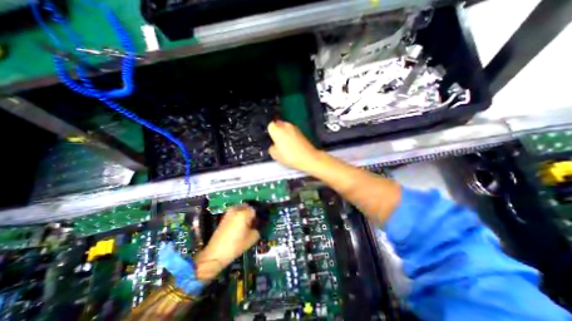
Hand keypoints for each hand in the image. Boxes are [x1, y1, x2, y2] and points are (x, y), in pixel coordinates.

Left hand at [196, 205, 260, 280]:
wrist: (216, 253)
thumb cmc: (236, 245)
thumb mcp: (252, 239)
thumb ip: (257, 230)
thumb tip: (255, 226)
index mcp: (244, 214)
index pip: (254, 210)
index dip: (256, 216)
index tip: (256, 223)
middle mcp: (236, 210)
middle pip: (246, 206)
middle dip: (249, 212)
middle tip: (251, 222)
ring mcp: (228, 213)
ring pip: (239, 208)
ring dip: (243, 213)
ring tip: (244, 224)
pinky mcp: (223, 218)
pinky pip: (233, 213)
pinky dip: (237, 216)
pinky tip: (237, 226)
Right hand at [268, 120, 320, 171]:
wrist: (308, 158)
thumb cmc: (291, 156)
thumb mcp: (275, 155)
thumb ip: (271, 148)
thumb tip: (273, 146)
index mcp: (277, 129)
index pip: (269, 126)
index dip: (269, 133)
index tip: (270, 139)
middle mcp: (285, 125)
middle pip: (278, 124)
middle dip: (277, 131)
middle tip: (277, 142)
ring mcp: (294, 128)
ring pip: (286, 128)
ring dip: (284, 133)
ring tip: (285, 145)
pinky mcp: (301, 132)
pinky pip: (292, 131)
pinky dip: (291, 136)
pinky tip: (292, 145)